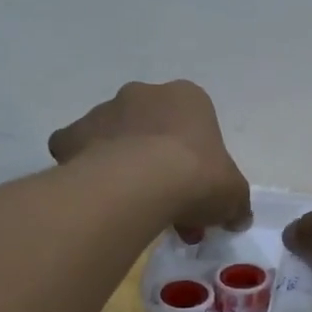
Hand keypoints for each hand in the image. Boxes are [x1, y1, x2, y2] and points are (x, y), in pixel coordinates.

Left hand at [48, 81, 250, 240]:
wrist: (141, 183)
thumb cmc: (198, 176)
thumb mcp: (233, 195)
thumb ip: (237, 203)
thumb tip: (239, 218)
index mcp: (188, 98)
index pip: (195, 125)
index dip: (198, 160)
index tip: (197, 190)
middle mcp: (144, 94)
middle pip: (154, 128)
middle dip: (161, 163)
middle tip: (168, 204)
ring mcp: (104, 111)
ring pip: (117, 137)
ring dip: (126, 165)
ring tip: (133, 208)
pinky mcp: (72, 134)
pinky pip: (79, 150)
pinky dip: (85, 168)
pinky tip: (98, 196)